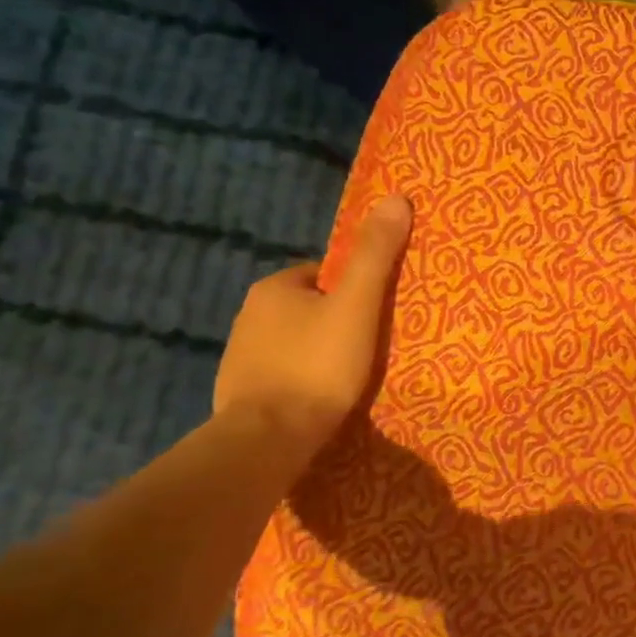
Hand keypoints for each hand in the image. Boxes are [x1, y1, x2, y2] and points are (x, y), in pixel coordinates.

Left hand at [214, 195, 412, 452]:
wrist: (269, 439)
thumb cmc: (318, 365)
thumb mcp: (358, 305)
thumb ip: (376, 255)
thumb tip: (396, 197)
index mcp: (275, 287)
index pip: (323, 274)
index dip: (353, 290)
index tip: (375, 313)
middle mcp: (249, 314)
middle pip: (307, 307)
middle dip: (335, 320)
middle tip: (368, 343)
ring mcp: (239, 356)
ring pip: (292, 341)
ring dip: (316, 351)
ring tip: (347, 374)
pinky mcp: (238, 392)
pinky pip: (280, 373)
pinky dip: (299, 379)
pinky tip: (319, 397)